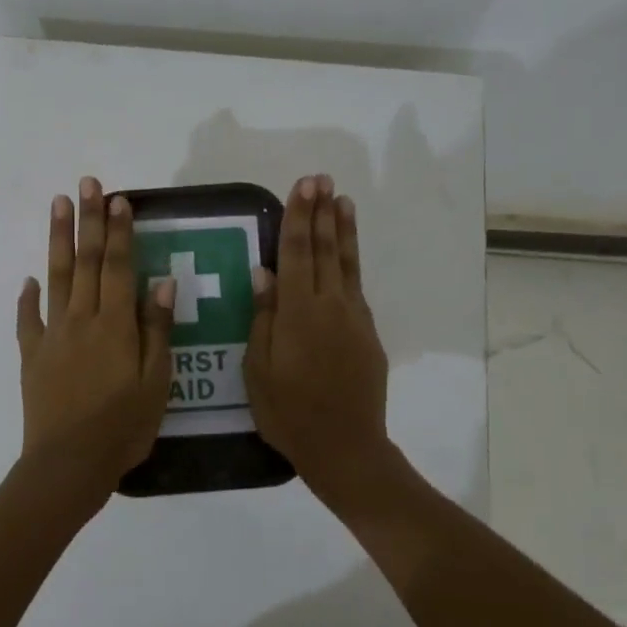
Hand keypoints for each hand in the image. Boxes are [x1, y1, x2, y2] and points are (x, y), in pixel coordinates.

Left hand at [15, 177, 176, 496]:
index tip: (119, 199)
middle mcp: (82, 319)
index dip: (119, 231)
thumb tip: (161, 282)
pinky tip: (28, 279)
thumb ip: (157, 330)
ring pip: (55, 278)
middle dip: (88, 220)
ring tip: (58, 205)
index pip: (117, 266)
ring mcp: (53, 336)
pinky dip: (27, 297)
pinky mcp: (32, 356)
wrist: (68, 464)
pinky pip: (28, 319)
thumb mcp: (156, 382)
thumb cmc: (122, 426)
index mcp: (116, 325)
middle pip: (85, 261)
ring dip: (57, 240)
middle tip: (87, 183)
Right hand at [244, 174, 390, 503]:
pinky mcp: (367, 333)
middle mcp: (331, 306)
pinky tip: (346, 252)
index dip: (300, 217)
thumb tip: (265, 272)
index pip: (298, 253)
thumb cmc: (289, 413)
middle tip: (322, 179)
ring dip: (344, 230)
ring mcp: (354, 318)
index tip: (304, 186)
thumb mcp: (259, 370)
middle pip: (326, 250)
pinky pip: (355, 287)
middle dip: (322, 212)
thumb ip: (264, 318)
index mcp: (299, 313)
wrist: (346, 447)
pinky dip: (351, 262)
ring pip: (347, 264)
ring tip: (344, 200)